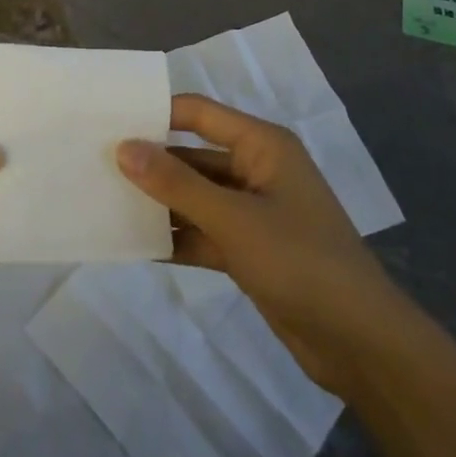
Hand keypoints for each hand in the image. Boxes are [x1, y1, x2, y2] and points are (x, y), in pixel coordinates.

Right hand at [117, 94, 398, 394]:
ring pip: (195, 197)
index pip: (198, 113)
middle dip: (150, 163)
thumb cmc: (300, 261)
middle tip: (94, 166)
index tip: (107, 122)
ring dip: (159, 203)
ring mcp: (253, 212)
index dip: (155, 114)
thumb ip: (176, 183)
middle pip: (193, 155)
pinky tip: (134, 244)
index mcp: (262, 145)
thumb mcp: (233, 219)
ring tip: (104, 202)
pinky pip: (203, 232)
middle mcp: (256, 169)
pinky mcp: (250, 250)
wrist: (360, 343)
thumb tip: (124, 147)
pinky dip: (176, 237)